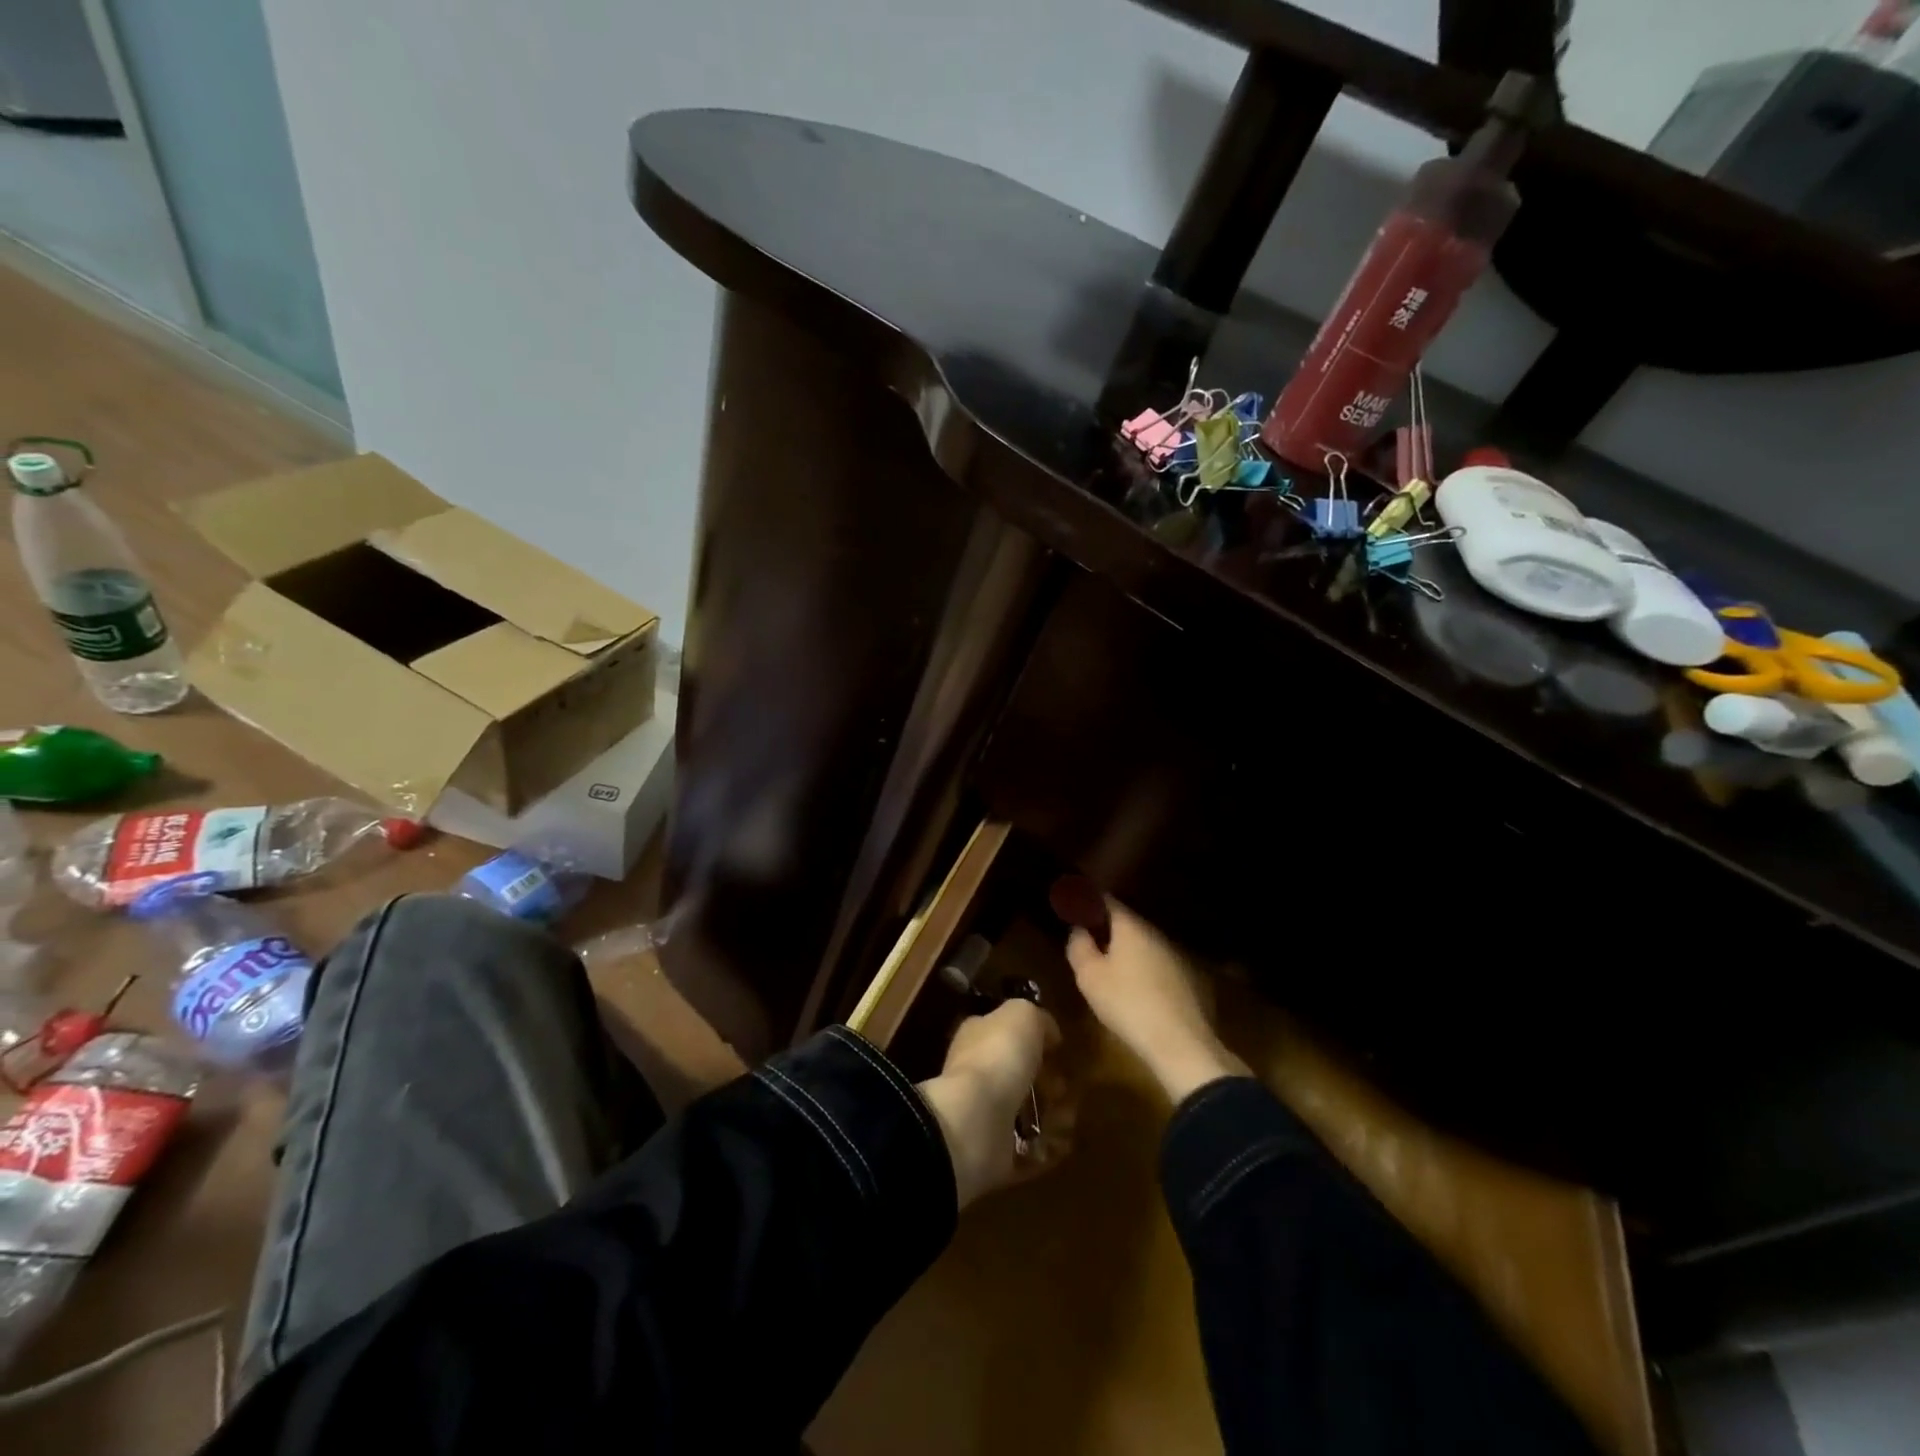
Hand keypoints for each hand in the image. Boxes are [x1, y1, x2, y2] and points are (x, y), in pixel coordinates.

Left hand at [917, 1000, 1059, 1207]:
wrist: (974, 1121)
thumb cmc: (998, 1057)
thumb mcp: (1023, 1015)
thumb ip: (1037, 1018)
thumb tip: (1048, 1032)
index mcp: (978, 1036)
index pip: (1005, 1032)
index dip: (1034, 1039)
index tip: (1058, 1050)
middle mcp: (977, 1071)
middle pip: (1019, 1074)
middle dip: (1049, 1081)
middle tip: (1064, 1087)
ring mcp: (984, 1113)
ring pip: (1026, 1111)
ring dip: (1054, 1115)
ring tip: (1068, 1116)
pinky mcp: (995, 1150)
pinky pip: (1029, 1148)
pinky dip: (1048, 1148)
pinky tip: (1061, 1142)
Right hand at [1066, 900, 1248, 1103]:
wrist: (1180, 1043)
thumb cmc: (1127, 1003)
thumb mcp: (1089, 976)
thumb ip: (1079, 946)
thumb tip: (1079, 929)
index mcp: (1131, 926)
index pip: (1107, 901)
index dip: (1089, 902)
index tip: (1076, 908)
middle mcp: (1156, 933)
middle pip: (1128, 922)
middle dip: (1108, 927)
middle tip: (1089, 939)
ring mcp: (1176, 955)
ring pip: (1145, 943)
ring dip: (1128, 949)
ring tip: (1111, 965)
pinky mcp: (1189, 978)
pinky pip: (1159, 963)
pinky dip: (1145, 967)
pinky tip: (1137, 988)